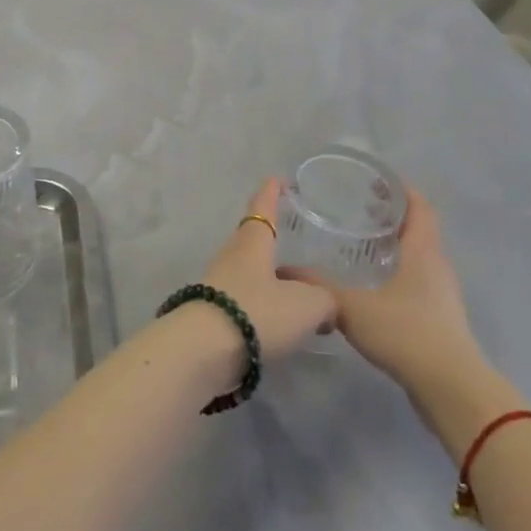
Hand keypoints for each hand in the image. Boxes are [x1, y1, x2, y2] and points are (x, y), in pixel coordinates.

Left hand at [198, 178, 336, 363]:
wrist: (204, 351)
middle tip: (293, 238)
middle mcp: (232, 257)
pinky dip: (262, 305)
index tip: (278, 179)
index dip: (272, 192)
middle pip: (252, 239)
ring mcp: (218, 285)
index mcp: (252, 243)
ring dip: (268, 276)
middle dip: (270, 238)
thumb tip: (326, 304)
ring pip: (248, 272)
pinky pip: (244, 300)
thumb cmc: (257, 312)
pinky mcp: (213, 314)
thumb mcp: (307, 305)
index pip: (262, 208)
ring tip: (295, 288)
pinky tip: (278, 322)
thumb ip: (325, 300)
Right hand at [283, 185, 489, 404]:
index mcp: (422, 252)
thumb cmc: (405, 333)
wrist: (451, 389)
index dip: (401, 191)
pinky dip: (398, 273)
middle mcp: (437, 267)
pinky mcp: (441, 320)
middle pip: (419, 230)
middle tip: (358, 210)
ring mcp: (443, 295)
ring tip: (361, 246)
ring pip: (419, 258)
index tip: (375, 181)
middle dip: (392, 217)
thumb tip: (284, 270)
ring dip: (395, 247)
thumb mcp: (352, 307)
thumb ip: (318, 287)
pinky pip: (418, 282)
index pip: (420, 207)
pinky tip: (373, 287)